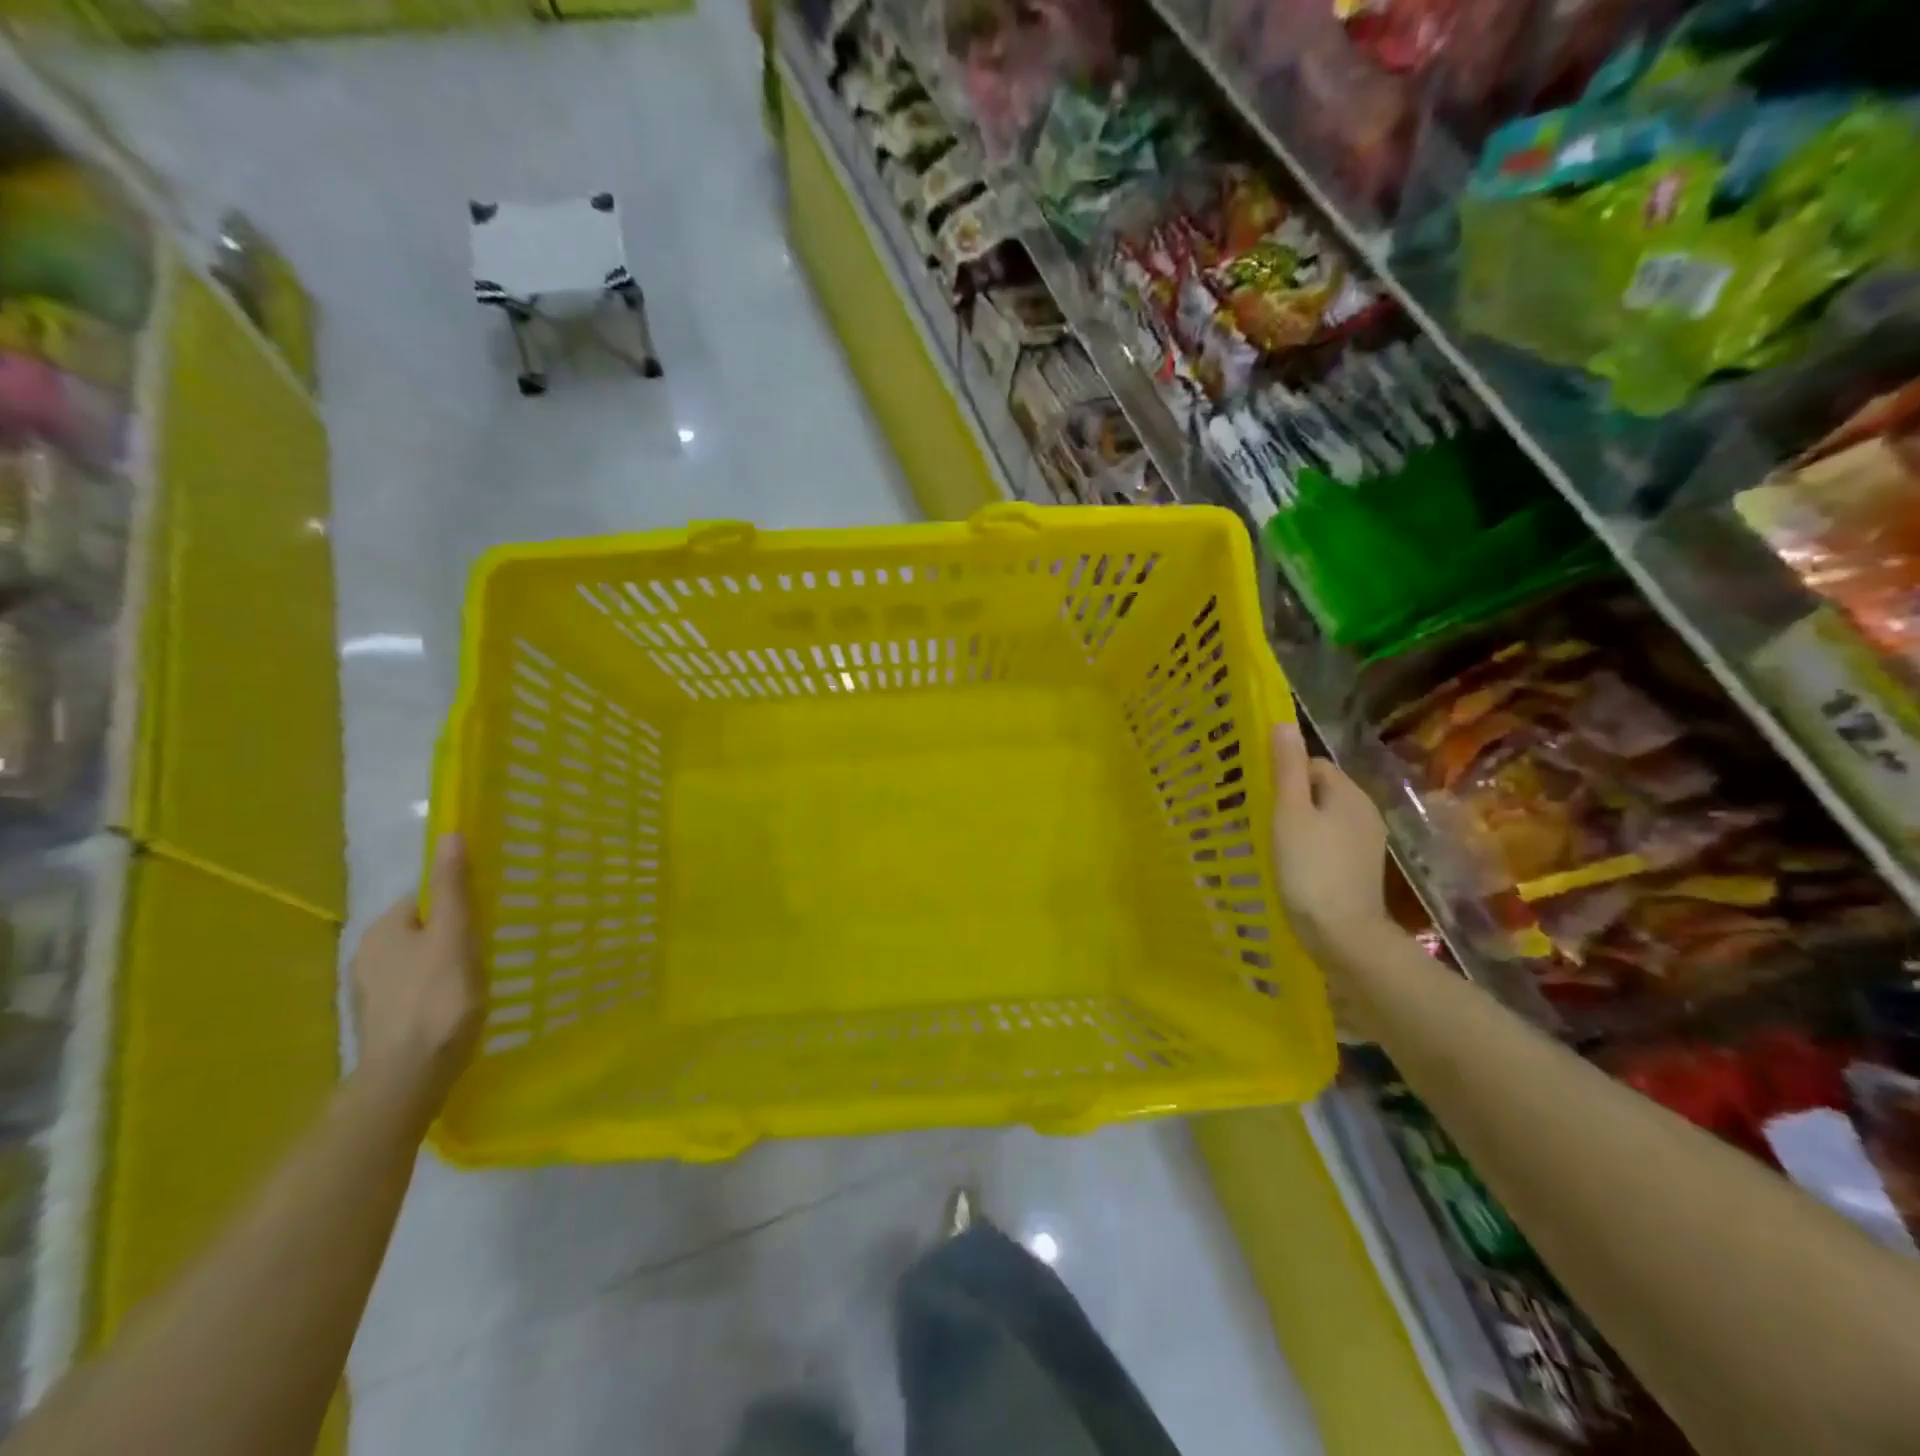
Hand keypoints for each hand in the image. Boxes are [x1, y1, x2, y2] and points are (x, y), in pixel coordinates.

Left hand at [349, 835, 482, 1111]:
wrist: (409, 1077)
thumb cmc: (439, 999)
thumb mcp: (454, 935)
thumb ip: (452, 888)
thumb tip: (449, 835)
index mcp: (382, 930)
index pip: (421, 897)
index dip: (456, 901)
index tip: (486, 916)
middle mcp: (366, 955)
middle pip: (420, 928)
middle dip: (451, 932)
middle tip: (487, 946)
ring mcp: (371, 991)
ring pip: (418, 959)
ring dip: (445, 961)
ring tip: (477, 976)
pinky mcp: (381, 1020)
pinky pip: (414, 987)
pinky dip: (436, 988)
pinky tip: (457, 1003)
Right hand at [1270, 722, 1392, 968]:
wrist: (1343, 934)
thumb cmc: (1310, 868)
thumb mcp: (1290, 813)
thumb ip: (1287, 769)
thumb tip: (1284, 725)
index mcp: (1349, 794)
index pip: (1314, 766)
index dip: (1284, 776)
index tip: (1259, 796)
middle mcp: (1365, 812)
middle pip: (1321, 791)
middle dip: (1291, 801)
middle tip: (1261, 820)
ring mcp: (1367, 843)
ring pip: (1325, 819)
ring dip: (1300, 826)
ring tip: (1272, 844)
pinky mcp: (1361, 869)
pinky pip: (1331, 843)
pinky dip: (1311, 848)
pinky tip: (1293, 865)